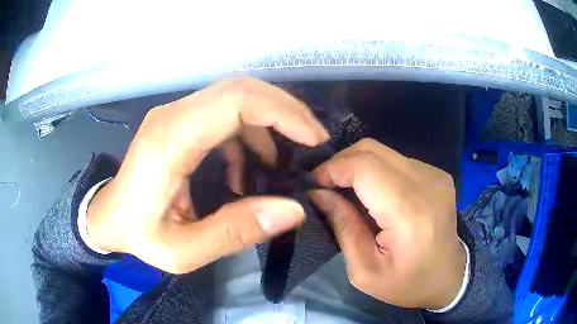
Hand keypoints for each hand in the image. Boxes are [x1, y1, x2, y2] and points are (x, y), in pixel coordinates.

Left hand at [86, 78, 328, 273]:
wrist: (108, 217)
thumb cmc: (139, 234)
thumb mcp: (184, 251)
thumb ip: (235, 232)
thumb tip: (292, 210)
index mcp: (170, 142)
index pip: (236, 101)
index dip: (283, 113)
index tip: (313, 139)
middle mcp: (172, 116)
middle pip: (240, 88)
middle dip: (285, 110)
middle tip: (311, 141)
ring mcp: (174, 114)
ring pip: (235, 96)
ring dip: (267, 123)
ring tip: (280, 162)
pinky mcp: (178, 120)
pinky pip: (222, 113)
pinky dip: (246, 133)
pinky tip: (246, 167)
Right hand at [309, 138, 465, 309]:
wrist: (450, 277)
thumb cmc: (408, 283)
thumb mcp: (365, 271)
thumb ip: (343, 227)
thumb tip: (318, 193)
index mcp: (411, 213)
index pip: (365, 167)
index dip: (333, 168)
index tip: (313, 185)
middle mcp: (427, 183)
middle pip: (372, 150)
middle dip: (341, 162)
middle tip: (325, 185)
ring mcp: (435, 175)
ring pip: (383, 151)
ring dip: (357, 166)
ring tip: (345, 190)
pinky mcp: (437, 174)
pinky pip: (397, 160)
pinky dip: (376, 170)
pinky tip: (372, 192)